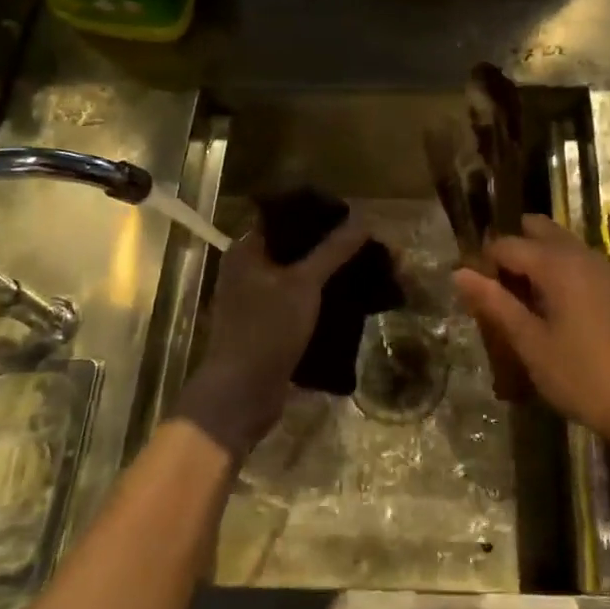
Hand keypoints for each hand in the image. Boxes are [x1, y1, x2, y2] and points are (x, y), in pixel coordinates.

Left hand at [174, 214, 369, 455]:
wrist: (241, 395)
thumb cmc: (266, 331)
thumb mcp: (303, 285)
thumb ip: (333, 251)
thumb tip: (364, 220)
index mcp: (247, 250)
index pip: (285, 216)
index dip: (318, 213)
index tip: (353, 215)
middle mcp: (249, 269)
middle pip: (296, 247)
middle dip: (333, 246)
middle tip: (368, 244)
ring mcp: (258, 299)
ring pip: (301, 275)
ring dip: (331, 273)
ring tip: (367, 269)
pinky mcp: (270, 325)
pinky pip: (302, 301)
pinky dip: (324, 298)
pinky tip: (353, 299)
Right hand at [454, 215, 609, 449]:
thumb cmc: (583, 377)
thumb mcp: (531, 344)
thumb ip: (496, 304)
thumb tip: (460, 273)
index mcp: (557, 264)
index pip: (507, 244)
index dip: (486, 263)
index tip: (478, 294)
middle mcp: (585, 255)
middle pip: (540, 230)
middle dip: (517, 251)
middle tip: (505, 292)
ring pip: (567, 246)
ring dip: (544, 262)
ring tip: (532, 304)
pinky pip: (589, 266)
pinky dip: (570, 276)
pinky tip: (569, 314)